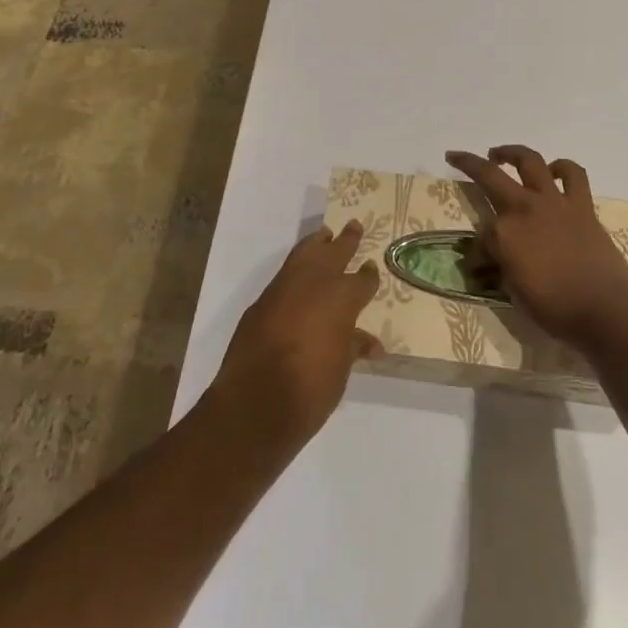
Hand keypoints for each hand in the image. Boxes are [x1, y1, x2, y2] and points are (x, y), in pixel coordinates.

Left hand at [211, 222, 381, 447]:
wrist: (256, 402)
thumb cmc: (311, 388)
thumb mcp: (341, 369)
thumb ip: (353, 347)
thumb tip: (371, 344)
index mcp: (342, 298)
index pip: (361, 280)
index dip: (368, 276)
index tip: (371, 268)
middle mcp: (316, 283)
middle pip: (335, 253)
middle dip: (346, 241)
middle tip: (354, 226)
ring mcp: (285, 288)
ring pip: (304, 253)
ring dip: (316, 243)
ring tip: (324, 234)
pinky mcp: (262, 301)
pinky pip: (285, 273)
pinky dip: (296, 266)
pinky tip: (299, 271)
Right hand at [445, 145, 627, 347]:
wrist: (606, 309)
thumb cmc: (556, 309)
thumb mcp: (514, 294)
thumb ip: (498, 268)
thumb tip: (486, 262)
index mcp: (503, 233)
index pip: (480, 233)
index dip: (478, 248)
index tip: (480, 263)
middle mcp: (523, 208)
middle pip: (489, 175)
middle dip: (468, 163)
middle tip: (457, 157)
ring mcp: (554, 201)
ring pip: (529, 161)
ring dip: (512, 153)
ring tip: (500, 154)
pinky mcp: (581, 204)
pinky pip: (573, 174)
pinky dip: (562, 168)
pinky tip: (554, 171)